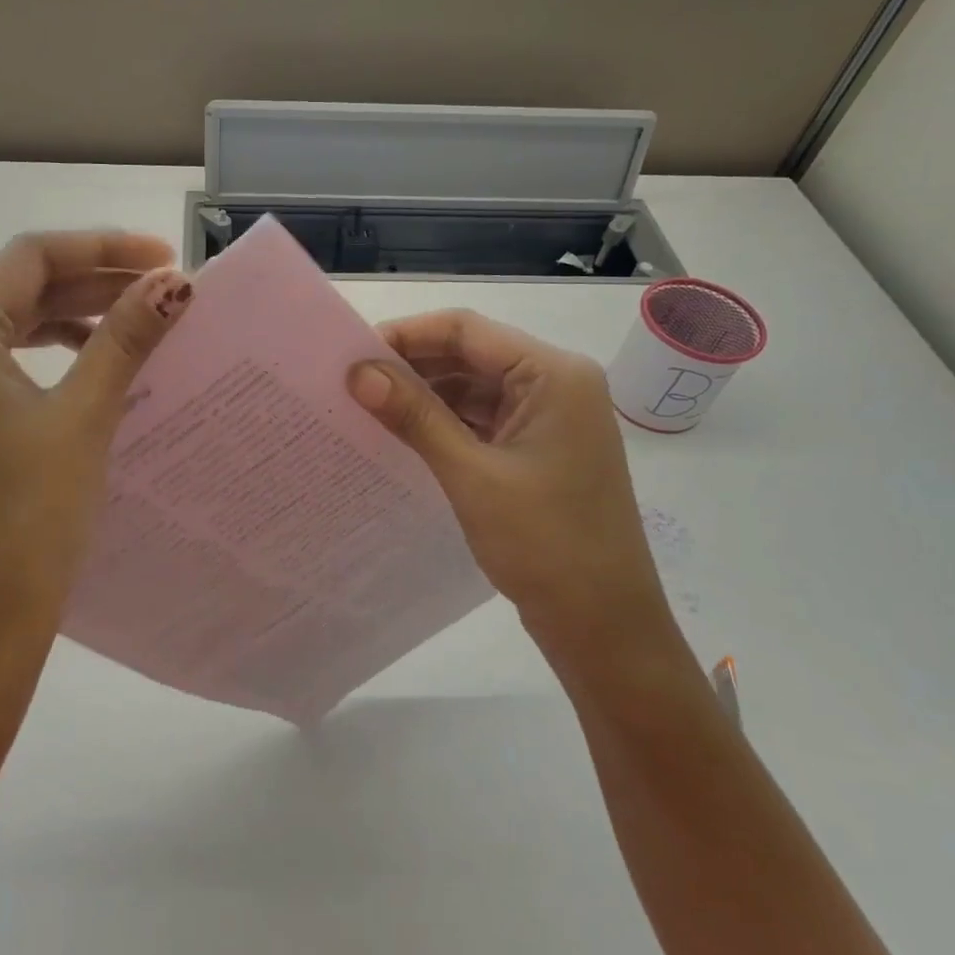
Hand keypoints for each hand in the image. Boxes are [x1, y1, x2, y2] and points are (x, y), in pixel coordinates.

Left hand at [0, 231, 192, 695]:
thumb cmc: (30, 516)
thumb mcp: (84, 416)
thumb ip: (125, 337)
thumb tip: (172, 283)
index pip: (31, 258)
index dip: (103, 247)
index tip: (164, 258)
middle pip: (15, 290)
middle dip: (91, 283)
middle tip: (161, 290)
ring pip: (4, 330)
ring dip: (68, 320)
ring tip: (132, 325)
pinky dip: (42, 359)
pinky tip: (87, 370)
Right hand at [347, 310, 665, 648]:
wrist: (604, 625)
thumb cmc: (545, 544)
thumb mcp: (471, 475)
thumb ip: (414, 416)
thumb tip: (357, 371)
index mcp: (554, 374)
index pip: (467, 330)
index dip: (407, 335)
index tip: (351, 353)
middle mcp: (556, 384)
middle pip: (471, 354)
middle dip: (412, 365)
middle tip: (351, 382)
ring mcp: (550, 418)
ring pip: (475, 387)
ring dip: (425, 394)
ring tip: (367, 406)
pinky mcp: (539, 449)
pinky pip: (483, 419)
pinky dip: (445, 422)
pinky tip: (404, 433)